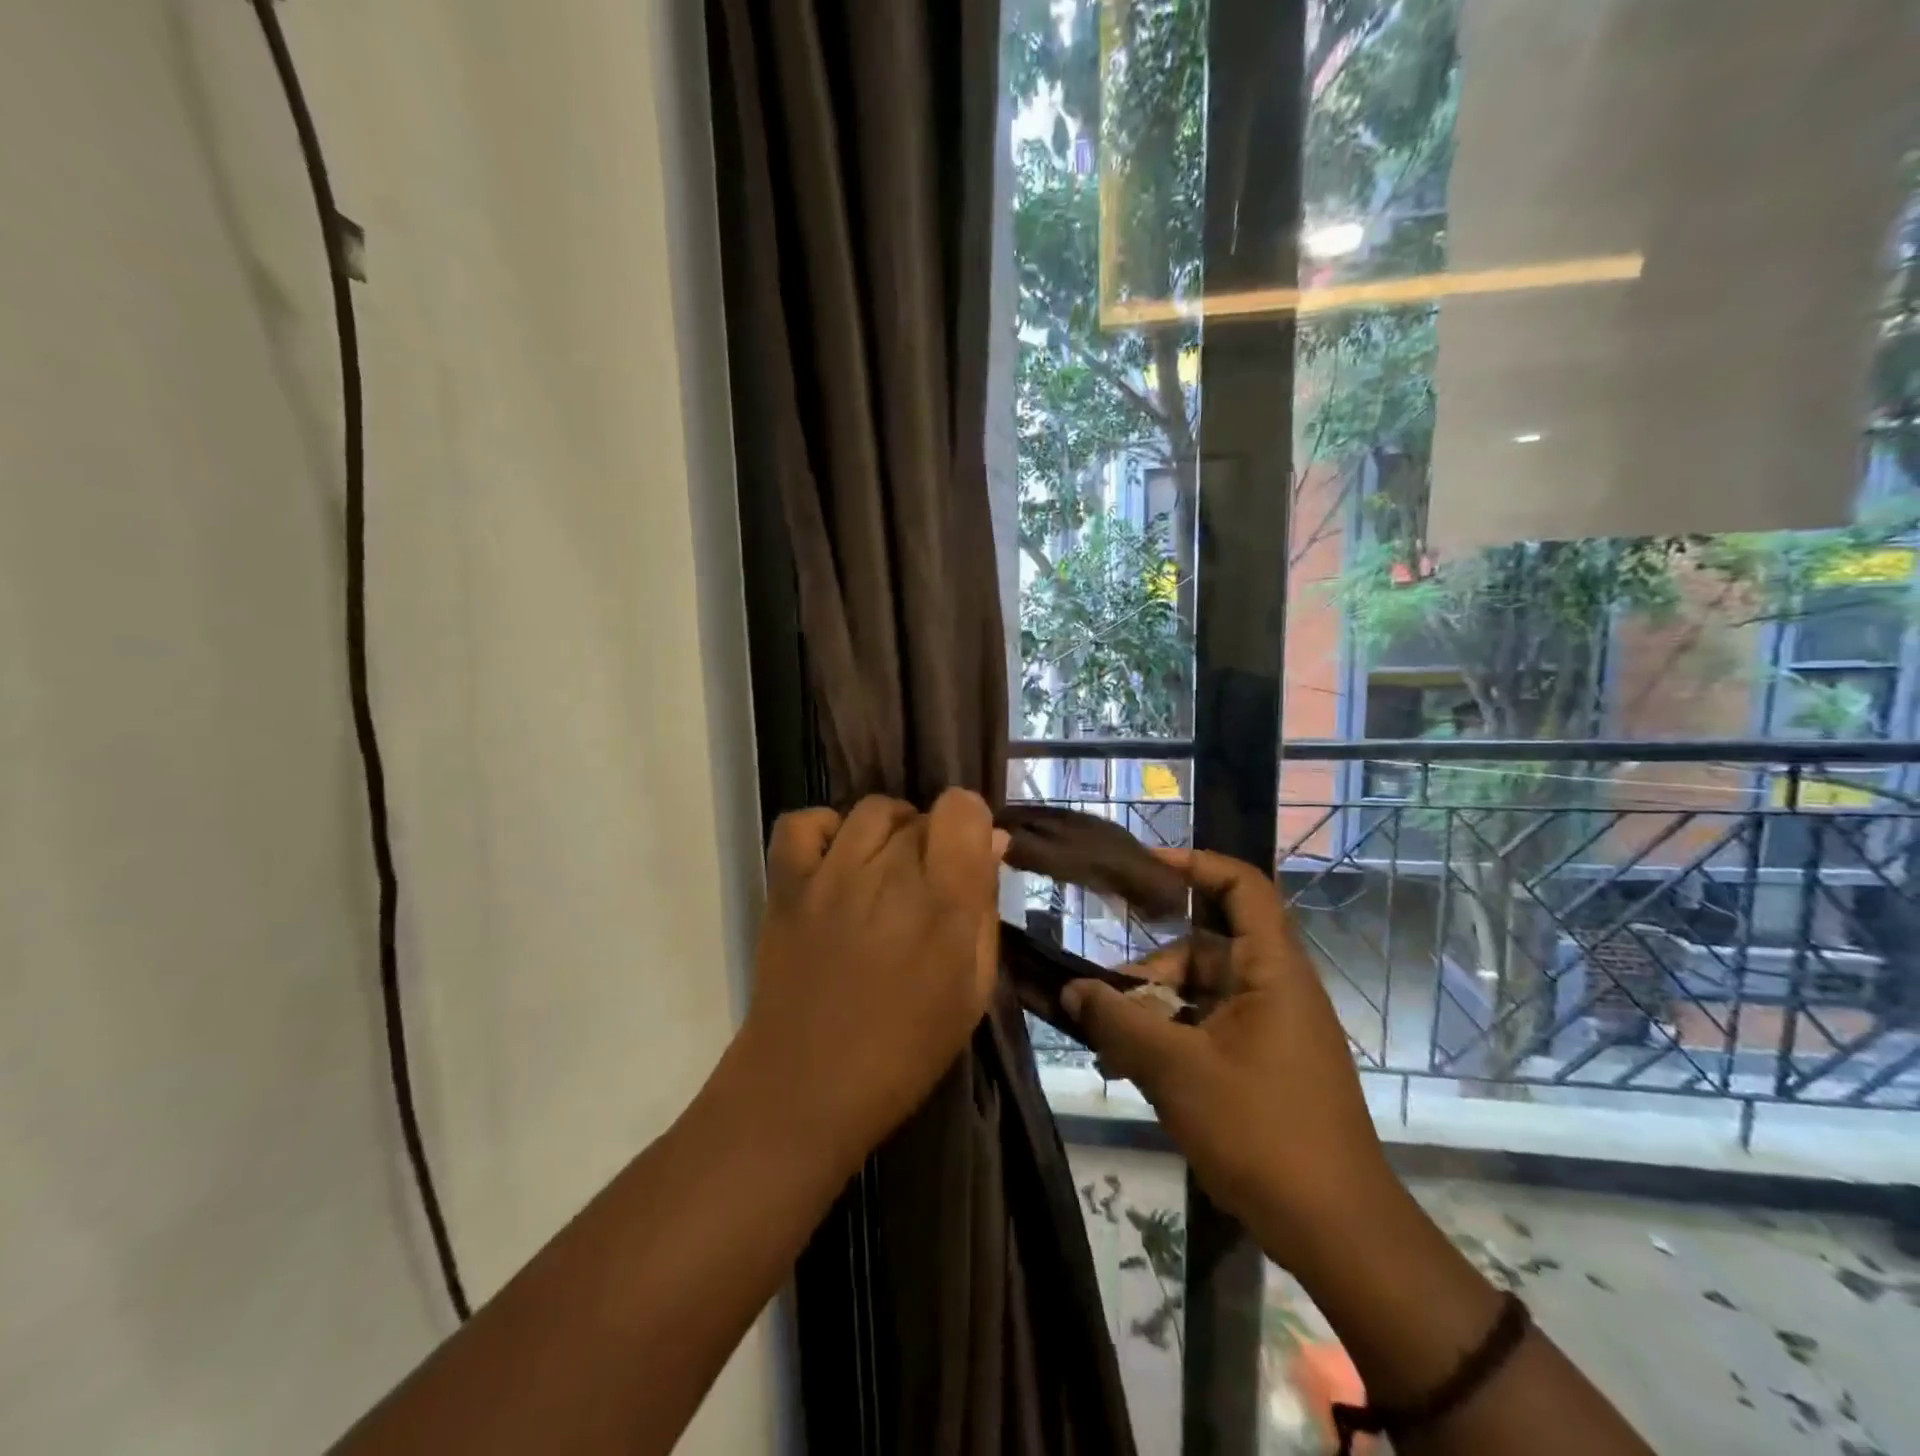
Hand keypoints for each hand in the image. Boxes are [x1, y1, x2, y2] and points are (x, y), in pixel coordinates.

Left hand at [732, 791, 1008, 1173]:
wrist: (806, 1087)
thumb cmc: (905, 1051)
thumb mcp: (971, 990)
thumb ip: (985, 910)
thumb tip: (993, 843)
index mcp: (943, 902)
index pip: (963, 809)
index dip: (970, 823)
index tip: (966, 855)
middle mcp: (888, 874)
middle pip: (920, 815)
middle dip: (932, 842)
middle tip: (925, 888)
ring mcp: (830, 875)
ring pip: (871, 809)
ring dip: (889, 831)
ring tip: (883, 870)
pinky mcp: (786, 884)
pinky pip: (803, 822)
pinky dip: (824, 829)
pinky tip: (835, 859)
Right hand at [1063, 847, 1393, 1268]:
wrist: (1338, 1234)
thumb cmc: (1261, 1132)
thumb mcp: (1175, 1070)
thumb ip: (1118, 1022)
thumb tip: (1071, 990)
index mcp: (1272, 971)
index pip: (1243, 887)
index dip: (1195, 865)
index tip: (1142, 868)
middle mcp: (1276, 989)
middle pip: (1205, 948)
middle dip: (1149, 970)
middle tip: (1099, 998)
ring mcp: (1273, 1030)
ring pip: (1200, 995)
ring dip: (1152, 1012)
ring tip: (1106, 1045)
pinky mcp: (1266, 1066)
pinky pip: (1209, 1030)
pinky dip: (1171, 1040)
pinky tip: (1131, 1071)